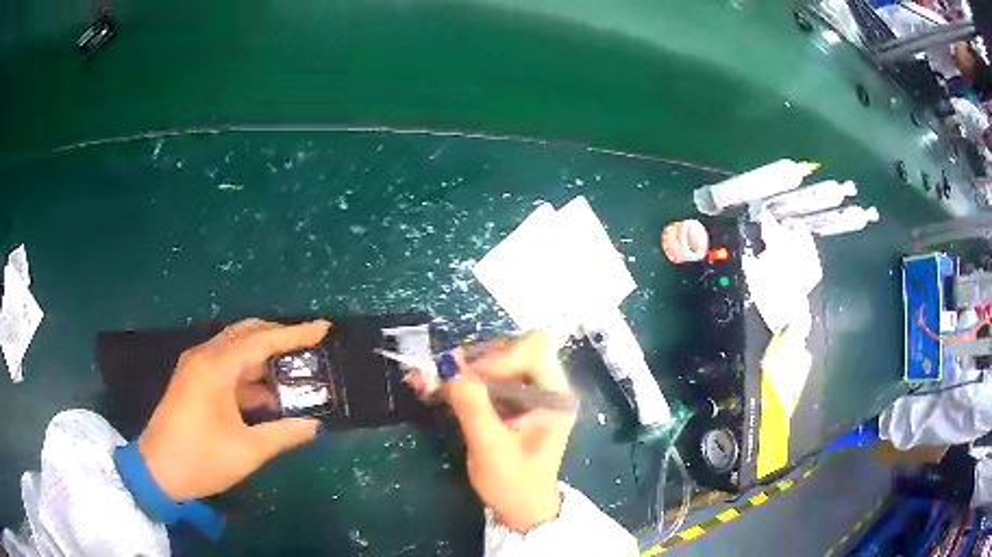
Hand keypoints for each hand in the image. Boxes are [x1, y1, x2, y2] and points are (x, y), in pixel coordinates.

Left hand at [138, 318, 329, 501]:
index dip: (294, 333)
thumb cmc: (201, 459)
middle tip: (308, 346)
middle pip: (246, 334)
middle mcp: (204, 357)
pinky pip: (226, 365)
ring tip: (293, 371)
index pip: (261, 340)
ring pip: (235, 349)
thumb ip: (283, 434)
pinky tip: (265, 393)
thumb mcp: (247, 451)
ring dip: (263, 357)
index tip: (323, 327)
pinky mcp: (192, 380)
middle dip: (278, 337)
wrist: (157, 470)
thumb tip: (315, 426)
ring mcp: (195, 367)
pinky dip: (248, 373)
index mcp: (215, 368)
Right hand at [444, 332, 575, 532]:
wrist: (521, 510)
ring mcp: (530, 393)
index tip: (468, 377)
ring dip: (464, 369)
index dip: (499, 357)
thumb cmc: (513, 485)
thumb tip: (448, 364)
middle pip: (514, 349)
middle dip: (476, 360)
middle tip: (443, 376)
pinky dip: (463, 381)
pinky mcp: (513, 402)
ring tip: (433, 381)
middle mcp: (547, 387)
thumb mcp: (490, 448)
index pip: (534, 350)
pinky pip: (488, 378)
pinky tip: (439, 388)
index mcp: (556, 396)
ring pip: (497, 361)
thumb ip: (472, 406)